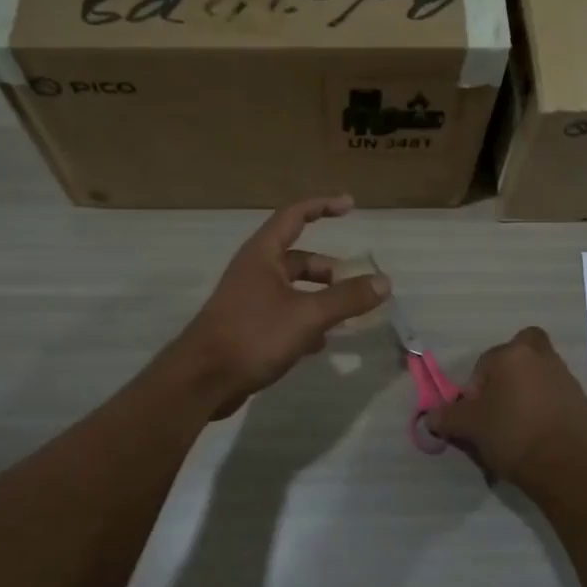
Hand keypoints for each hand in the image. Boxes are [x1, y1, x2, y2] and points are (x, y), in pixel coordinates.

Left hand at [171, 195, 389, 417]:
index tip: (350, 206)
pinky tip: (320, 343)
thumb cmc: (253, 336)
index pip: (294, 216)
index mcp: (263, 254)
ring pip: (293, 289)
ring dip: (319, 298)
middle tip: (355, 287)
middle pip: (298, 258)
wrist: (203, 380)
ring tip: (344, 317)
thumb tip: (384, 282)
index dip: (322, 206)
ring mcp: (249, 300)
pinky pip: (284, 314)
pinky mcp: (248, 327)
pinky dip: (305, 321)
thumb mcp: (307, 315)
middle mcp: (254, 271)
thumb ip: (347, 298)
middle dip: (328, 270)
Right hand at [433, 327, 586, 490]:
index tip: (475, 413)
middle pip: (524, 351)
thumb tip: (430, 417)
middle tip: (501, 400)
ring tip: (519, 427)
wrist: (566, 468)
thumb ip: (447, 417)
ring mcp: (569, 381)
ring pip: (544, 375)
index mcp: (514, 356)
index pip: (485, 362)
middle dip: (511, 369)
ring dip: (531, 391)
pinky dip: (550, 412)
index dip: (475, 388)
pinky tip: (542, 438)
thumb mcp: (469, 427)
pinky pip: (560, 401)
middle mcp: (544, 359)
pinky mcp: (586, 404)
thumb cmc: (512, 436)